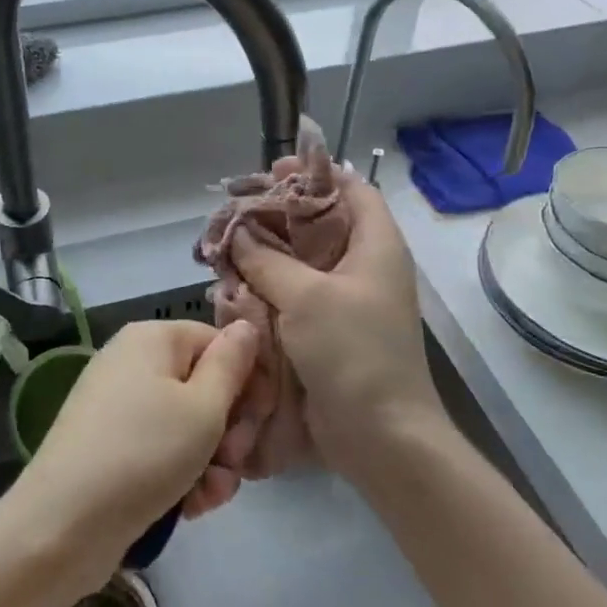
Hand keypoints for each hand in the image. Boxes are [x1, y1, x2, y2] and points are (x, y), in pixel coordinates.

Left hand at [5, 320, 257, 582]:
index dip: (247, 381)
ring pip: (188, 425)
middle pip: (204, 385)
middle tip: (235, 461)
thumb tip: (245, 327)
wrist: (64, 524)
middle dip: (230, 429)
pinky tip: (191, 507)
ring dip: (211, 461)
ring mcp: (119, 405)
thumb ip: (232, 364)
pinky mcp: (112, 445)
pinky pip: (162, 449)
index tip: (261, 421)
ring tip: (211, 494)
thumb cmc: (144, 453)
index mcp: (153, 338)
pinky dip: (182, 474)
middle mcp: (133, 362)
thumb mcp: (203, 408)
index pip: (218, 343)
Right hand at [230, 169, 445, 485]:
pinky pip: (294, 294)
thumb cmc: (353, 353)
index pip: (352, 189)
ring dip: (265, 252)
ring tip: (226, 245)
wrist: (380, 436)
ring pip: (301, 260)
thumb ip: (267, 259)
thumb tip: (239, 232)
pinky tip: (232, 285)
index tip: (274, 170)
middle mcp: (363, 266)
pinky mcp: (327, 330)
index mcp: (375, 245)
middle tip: (236, 210)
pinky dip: (266, 286)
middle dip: (277, 214)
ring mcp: (345, 300)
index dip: (316, 174)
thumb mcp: (306, 297)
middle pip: (320, 223)